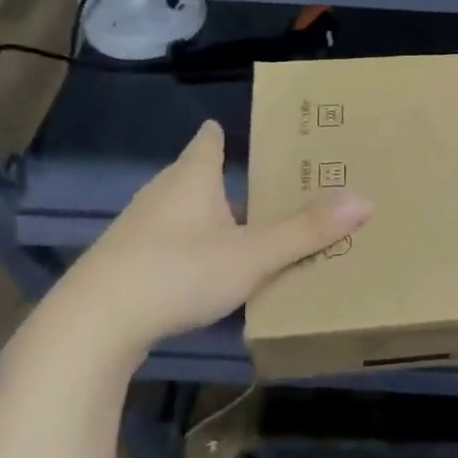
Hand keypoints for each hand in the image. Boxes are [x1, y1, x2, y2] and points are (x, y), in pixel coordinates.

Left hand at [32, 120, 369, 379]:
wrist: (92, 326)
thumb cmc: (177, 273)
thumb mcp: (252, 255)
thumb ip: (306, 231)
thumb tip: (365, 200)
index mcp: (192, 178)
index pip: (209, 141)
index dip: (224, 134)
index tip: (241, 131)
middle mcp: (162, 194)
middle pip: (197, 177)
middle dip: (227, 180)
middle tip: (267, 188)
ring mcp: (137, 229)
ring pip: (182, 213)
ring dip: (209, 219)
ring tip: (244, 234)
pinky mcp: (123, 263)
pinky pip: (167, 244)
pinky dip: (189, 248)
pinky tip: (203, 274)